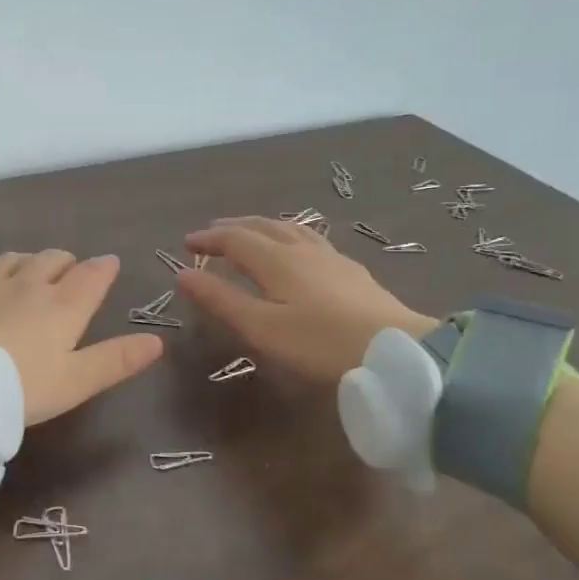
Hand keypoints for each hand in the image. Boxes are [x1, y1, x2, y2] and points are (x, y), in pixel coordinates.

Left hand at [0, 251, 163, 424]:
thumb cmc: (16, 388)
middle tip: (70, 273)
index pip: (91, 275)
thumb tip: (157, 341)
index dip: (104, 268)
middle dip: (67, 262)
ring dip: (31, 262)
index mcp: (62, 306)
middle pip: (54, 259)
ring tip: (31, 274)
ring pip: (18, 258)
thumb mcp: (73, 383)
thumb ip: (115, 361)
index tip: (109, 265)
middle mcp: (28, 283)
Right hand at [178, 218, 437, 381]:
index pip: (235, 238)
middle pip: (263, 226)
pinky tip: (298, 250)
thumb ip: (221, 300)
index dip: (209, 239)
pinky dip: (289, 236)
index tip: (187, 243)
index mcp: (276, 260)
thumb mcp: (261, 328)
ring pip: (290, 229)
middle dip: (233, 227)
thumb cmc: (319, 343)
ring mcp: (331, 258)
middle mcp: (302, 249)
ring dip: (262, 227)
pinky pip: (311, 239)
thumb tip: (183, 274)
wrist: (396, 353)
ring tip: (250, 232)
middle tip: (212, 233)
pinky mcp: (352, 272)